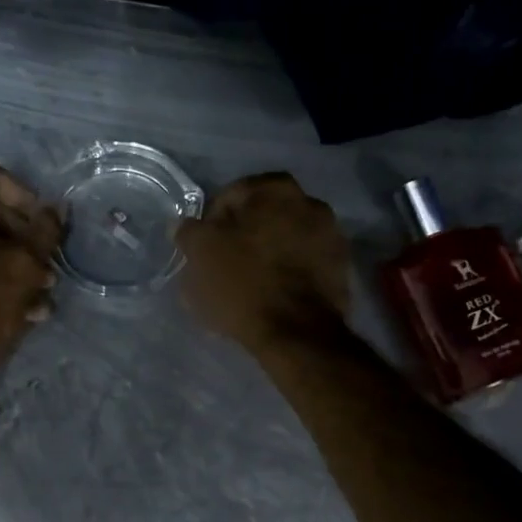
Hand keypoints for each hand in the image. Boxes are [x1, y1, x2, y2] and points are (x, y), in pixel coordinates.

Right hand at [177, 172, 350, 350]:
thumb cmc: (243, 284)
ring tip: (245, 288)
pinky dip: (286, 275)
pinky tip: (270, 297)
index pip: (230, 197)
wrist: (297, 332)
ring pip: (283, 242)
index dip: (210, 223)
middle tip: (221, 267)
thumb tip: (181, 225)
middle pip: (261, 218)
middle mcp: (309, 202)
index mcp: (275, 189)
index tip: (201, 250)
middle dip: (241, 238)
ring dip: (265, 256)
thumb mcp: (200, 255)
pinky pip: (302, 265)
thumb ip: (189, 232)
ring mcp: (331, 235)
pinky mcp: (340, 269)